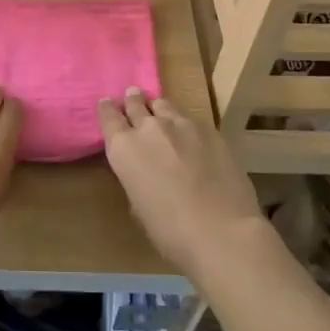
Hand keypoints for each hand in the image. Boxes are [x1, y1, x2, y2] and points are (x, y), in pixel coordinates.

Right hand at [100, 89, 265, 278]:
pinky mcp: (209, 129)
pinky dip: (184, 124)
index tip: (107, 105)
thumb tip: (143, 171)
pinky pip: (189, 119)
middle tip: (133, 98)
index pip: (108, 115)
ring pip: (163, 105)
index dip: (107, 109)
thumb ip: (135, 177)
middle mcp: (149, 127)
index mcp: (124, 148)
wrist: (222, 232)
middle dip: (133, 101)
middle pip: (135, 103)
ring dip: (158, 109)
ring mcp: (181, 124)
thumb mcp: (138, 206)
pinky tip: (191, 137)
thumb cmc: (170, 231)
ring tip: (161, 114)